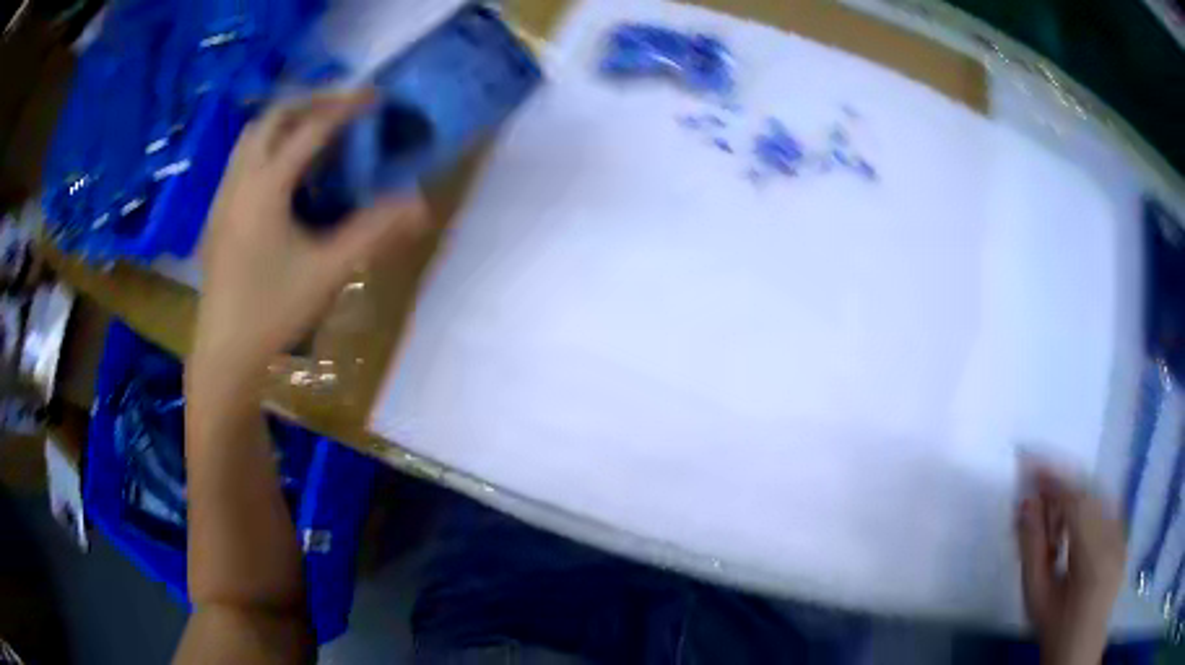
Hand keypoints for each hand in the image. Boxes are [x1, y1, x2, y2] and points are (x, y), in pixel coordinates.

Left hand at [193, 90, 427, 387]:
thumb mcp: (328, 272)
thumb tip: (420, 204)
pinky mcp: (217, 216)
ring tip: (315, 132)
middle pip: (272, 118)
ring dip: (284, 123)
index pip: (310, 129)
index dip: (345, 107)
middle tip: (343, 108)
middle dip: (309, 103)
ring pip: (251, 138)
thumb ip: (374, 233)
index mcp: (265, 188)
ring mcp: (223, 197)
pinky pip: (241, 162)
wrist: (224, 354)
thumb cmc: (273, 312)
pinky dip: (266, 148)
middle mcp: (239, 181)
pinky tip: (283, 175)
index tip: (375, 95)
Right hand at [1017, 467, 1125, 664]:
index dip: (1054, 482)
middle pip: (1090, 495)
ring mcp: (1123, 535)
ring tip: (1055, 521)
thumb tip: (1025, 504)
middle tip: (1039, 494)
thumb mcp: (1037, 594)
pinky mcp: (1124, 537)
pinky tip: (1076, 527)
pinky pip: (1109, 509)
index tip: (1032, 468)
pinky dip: (1090, 508)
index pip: (1076, 503)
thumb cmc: (1055, 626)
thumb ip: (1032, 548)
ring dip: (1076, 499)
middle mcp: (1114, 537)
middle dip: (1064, 488)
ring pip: (1100, 498)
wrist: (1081, 646)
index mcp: (1093, 556)